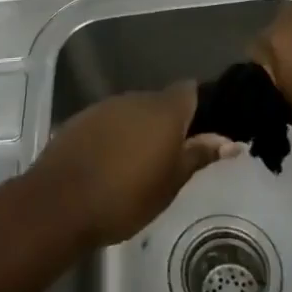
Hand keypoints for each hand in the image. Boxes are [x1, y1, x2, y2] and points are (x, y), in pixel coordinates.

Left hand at [27, 84, 240, 249]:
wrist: (61, 201)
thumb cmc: (126, 197)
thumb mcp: (171, 183)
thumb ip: (198, 155)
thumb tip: (230, 141)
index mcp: (164, 110)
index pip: (189, 91)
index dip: (199, 107)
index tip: (203, 132)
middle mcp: (136, 98)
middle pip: (162, 102)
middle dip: (170, 123)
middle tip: (174, 158)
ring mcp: (107, 106)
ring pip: (135, 111)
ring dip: (142, 129)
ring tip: (142, 165)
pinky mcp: (83, 118)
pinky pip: (111, 120)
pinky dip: (117, 135)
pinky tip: (112, 163)